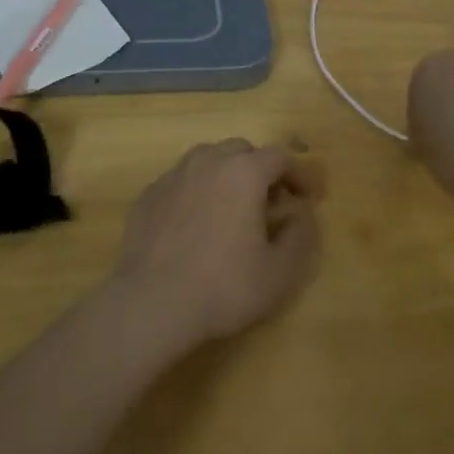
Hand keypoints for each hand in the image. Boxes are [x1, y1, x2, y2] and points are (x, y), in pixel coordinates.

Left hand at [112, 140, 326, 349]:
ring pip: (206, 160)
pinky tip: (195, 223)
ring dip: (226, 175)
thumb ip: (301, 235)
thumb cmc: (223, 287)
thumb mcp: (280, 271)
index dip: (298, 175)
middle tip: (269, 203)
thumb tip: (302, 213)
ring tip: (231, 209)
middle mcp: (206, 162)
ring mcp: (171, 177)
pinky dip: (196, 192)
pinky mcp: (147, 195)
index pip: (280, 156)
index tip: (306, 199)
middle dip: (260, 170)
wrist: (151, 303)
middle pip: (241, 151)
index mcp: (243, 172)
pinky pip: (180, 181)